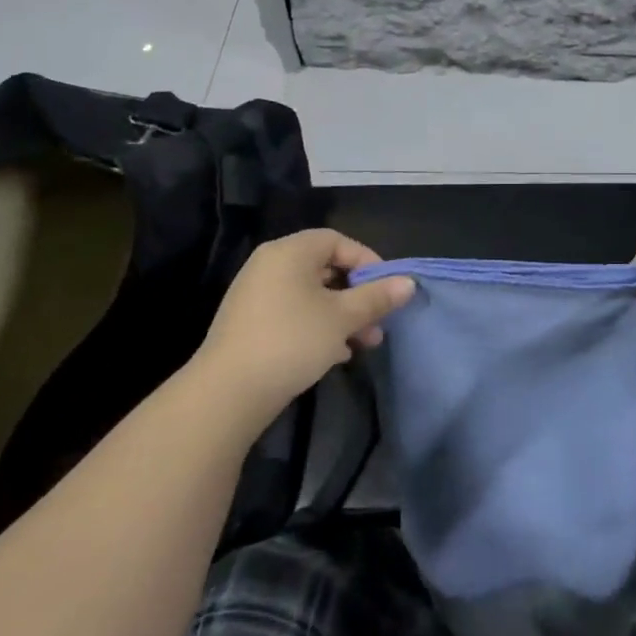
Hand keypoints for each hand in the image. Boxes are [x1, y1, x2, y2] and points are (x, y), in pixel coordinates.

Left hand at [195, 229, 414, 434]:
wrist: (226, 394)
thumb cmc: (292, 341)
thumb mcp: (343, 318)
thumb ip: (377, 297)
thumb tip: (409, 283)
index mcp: (290, 252)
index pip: (337, 241)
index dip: (367, 260)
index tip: (387, 288)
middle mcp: (270, 265)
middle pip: (325, 268)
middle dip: (358, 295)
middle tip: (378, 321)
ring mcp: (256, 295)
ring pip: (311, 295)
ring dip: (342, 315)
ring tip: (363, 343)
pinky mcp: (249, 324)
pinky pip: (293, 314)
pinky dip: (317, 326)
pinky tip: (335, 354)